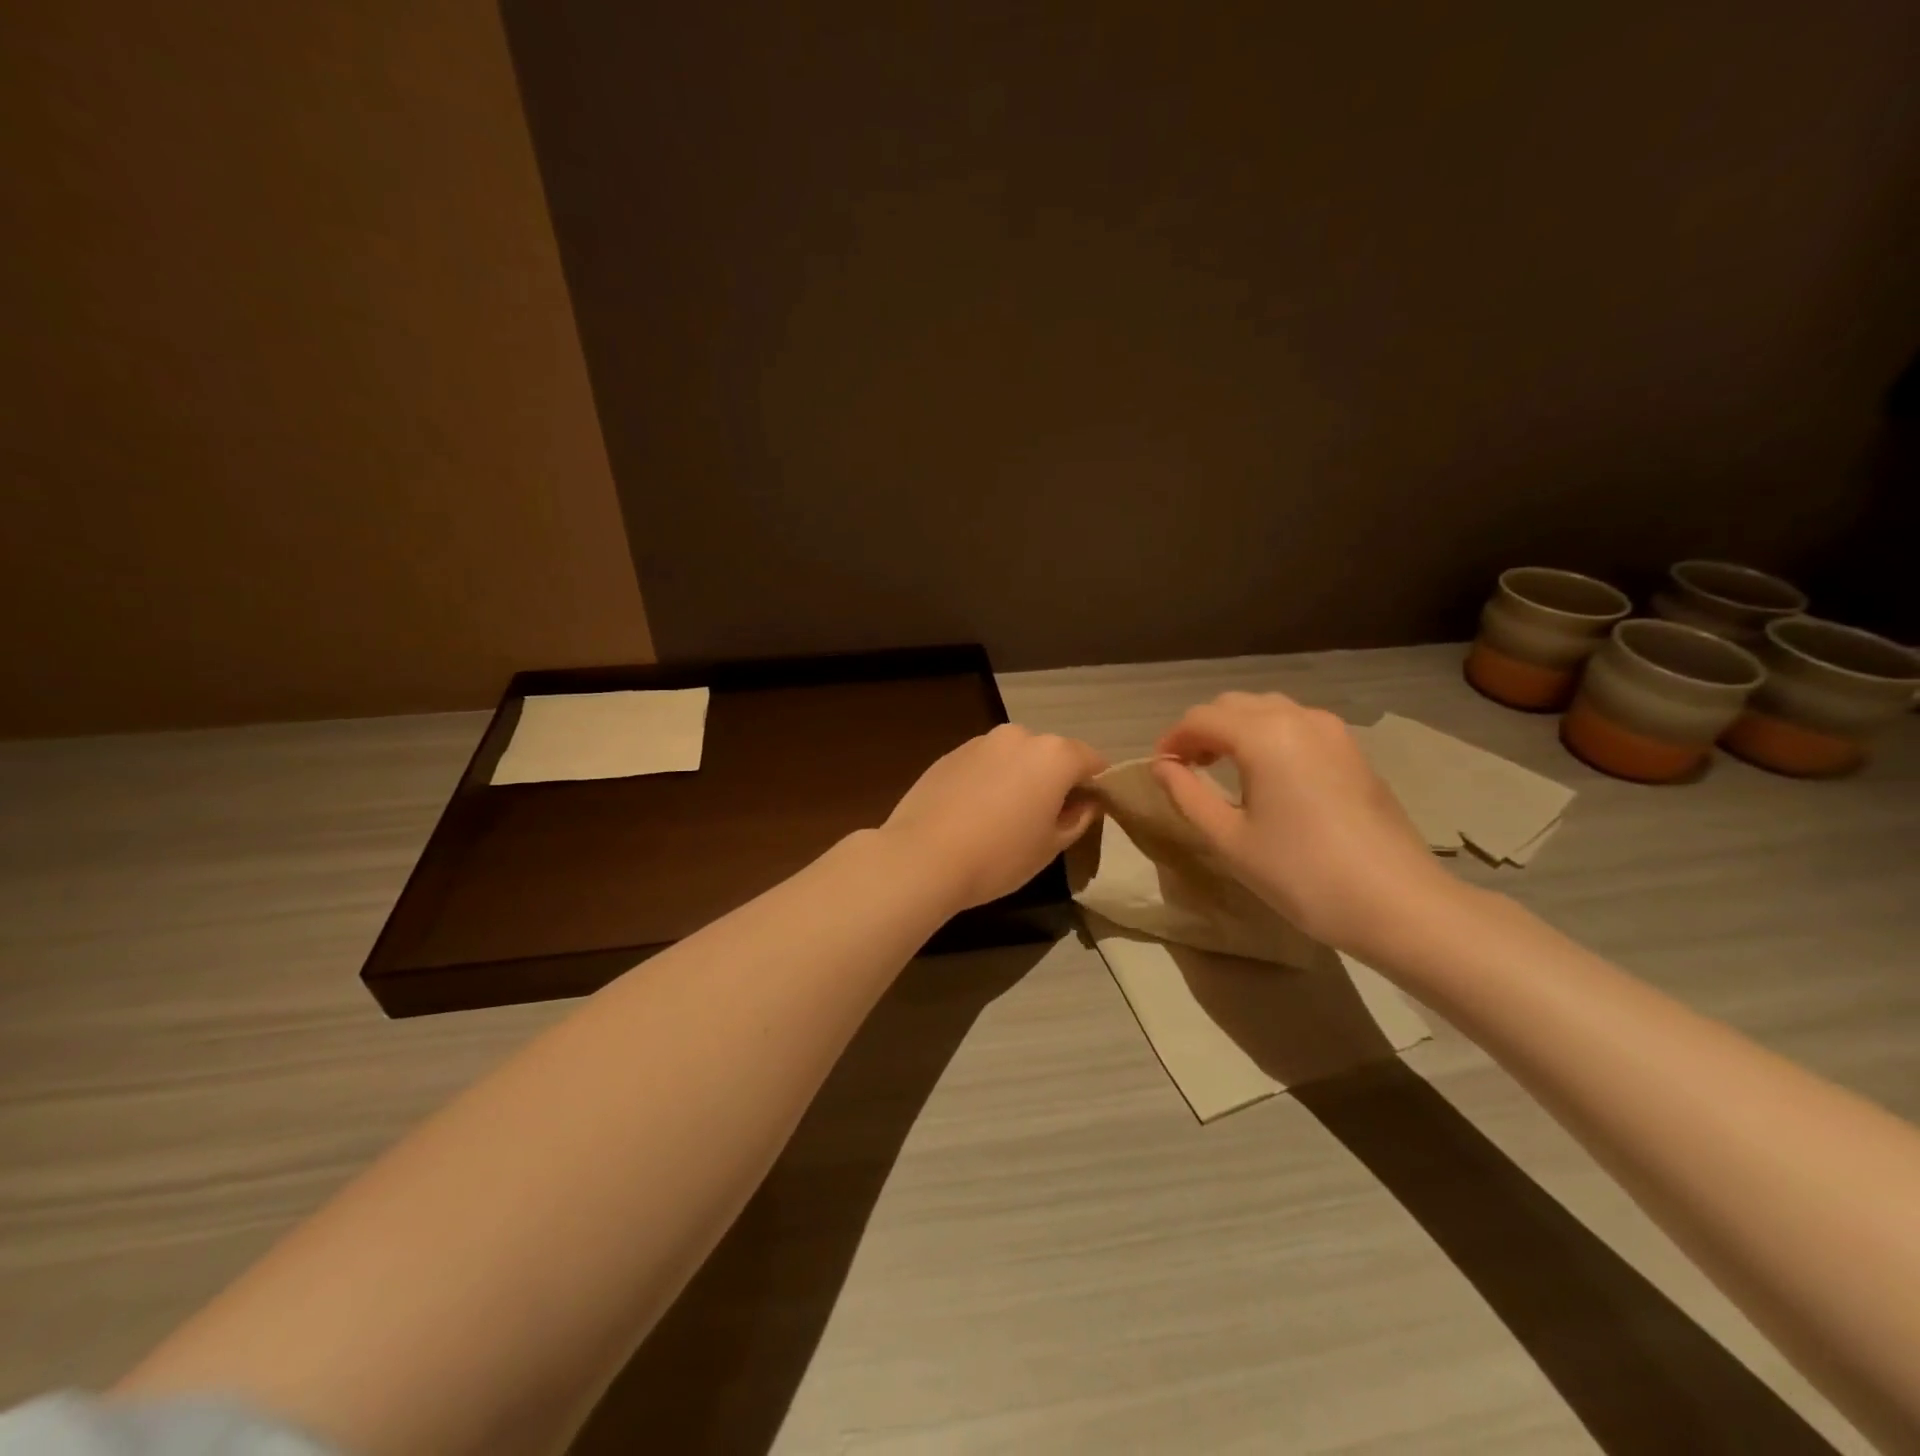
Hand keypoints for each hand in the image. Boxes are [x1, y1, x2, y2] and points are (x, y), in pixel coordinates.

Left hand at [883, 724, 1107, 911]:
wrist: (922, 856)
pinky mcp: (951, 753)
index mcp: (1054, 755)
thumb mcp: (1050, 846)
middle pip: (1052, 754)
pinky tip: (976, 813)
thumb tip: (1087, 803)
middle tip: (1048, 819)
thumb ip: (1077, 818)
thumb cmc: (999, 856)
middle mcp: (1020, 736)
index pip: (1093, 761)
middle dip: (1056, 780)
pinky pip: (985, 763)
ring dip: (1021, 777)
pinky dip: (990, 780)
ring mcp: (981, 741)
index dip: (1098, 785)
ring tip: (1007, 817)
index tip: (1092, 811)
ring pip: (1016, 757)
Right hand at [1152, 692, 1455, 953]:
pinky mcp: (1353, 751)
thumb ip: (1187, 794)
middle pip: (1234, 705)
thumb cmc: (1301, 874)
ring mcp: (1333, 731)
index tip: (1159, 770)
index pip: (1201, 718)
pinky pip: (1298, 725)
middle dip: (1203, 730)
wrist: (1398, 903)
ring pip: (1268, 710)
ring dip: (1236, 730)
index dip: (1172, 740)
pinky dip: (1269, 736)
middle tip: (1187, 770)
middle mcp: (1298, 718)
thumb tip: (1162, 767)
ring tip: (1223, 770)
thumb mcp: (1229, 839)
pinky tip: (1267, 776)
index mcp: (1264, 735)